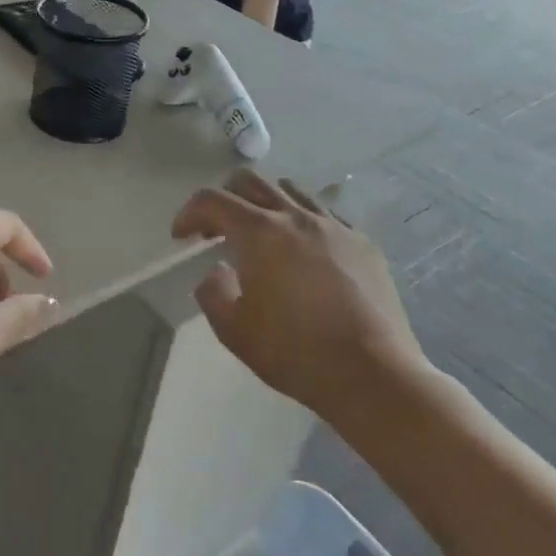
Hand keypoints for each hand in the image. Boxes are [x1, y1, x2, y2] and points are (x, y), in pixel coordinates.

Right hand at [172, 171, 435, 420]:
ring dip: (265, 203)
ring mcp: (334, 226)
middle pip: (250, 181)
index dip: (189, 213)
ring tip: (262, 235)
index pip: (211, 200)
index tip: (181, 236)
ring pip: (290, 190)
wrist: (374, 374)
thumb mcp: (234, 331)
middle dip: (225, 199)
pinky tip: (304, 252)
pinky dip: (302, 220)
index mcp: (259, 232)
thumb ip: (212, 292)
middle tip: (218, 231)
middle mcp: (296, 216)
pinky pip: (324, 213)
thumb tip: (217, 270)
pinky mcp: (362, 242)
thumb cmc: (295, 352)